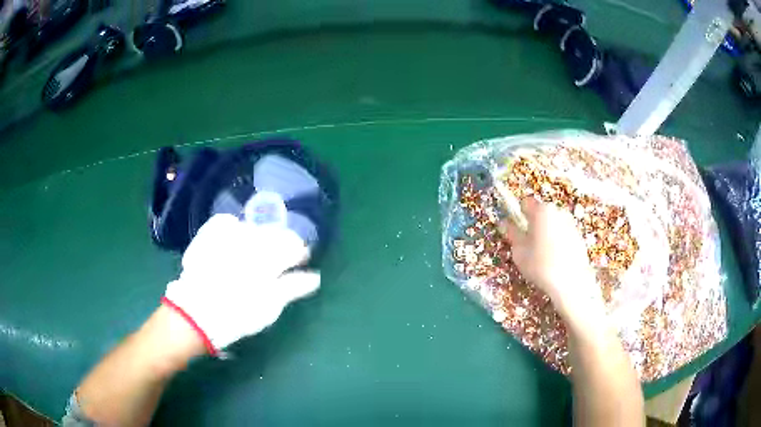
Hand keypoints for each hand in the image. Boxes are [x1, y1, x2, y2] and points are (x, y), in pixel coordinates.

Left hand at [162, 214, 319, 354]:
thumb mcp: (271, 306)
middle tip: (277, 262)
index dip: (300, 253)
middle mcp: (250, 238)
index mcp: (269, 255)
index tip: (300, 263)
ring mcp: (227, 234)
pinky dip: (234, 228)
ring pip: (253, 227)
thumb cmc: (238, 313)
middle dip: (280, 245)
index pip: (294, 244)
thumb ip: (293, 287)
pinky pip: (227, 222)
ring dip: (259, 238)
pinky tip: (233, 240)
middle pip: (274, 233)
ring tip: (253, 255)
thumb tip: (315, 277)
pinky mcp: (209, 235)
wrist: (196, 312)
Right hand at [502, 199, 603, 321]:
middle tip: (529, 244)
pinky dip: (557, 240)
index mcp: (541, 211)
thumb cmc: (541, 265)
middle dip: (534, 223)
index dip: (519, 215)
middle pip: (541, 212)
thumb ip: (512, 233)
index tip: (518, 230)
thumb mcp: (519, 251)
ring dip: (546, 232)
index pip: (525, 202)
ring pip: (552, 223)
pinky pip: (563, 232)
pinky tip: (556, 258)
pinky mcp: (579, 236)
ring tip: (543, 254)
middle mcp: (557, 211)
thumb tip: (505, 223)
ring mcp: (570, 223)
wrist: (571, 282)